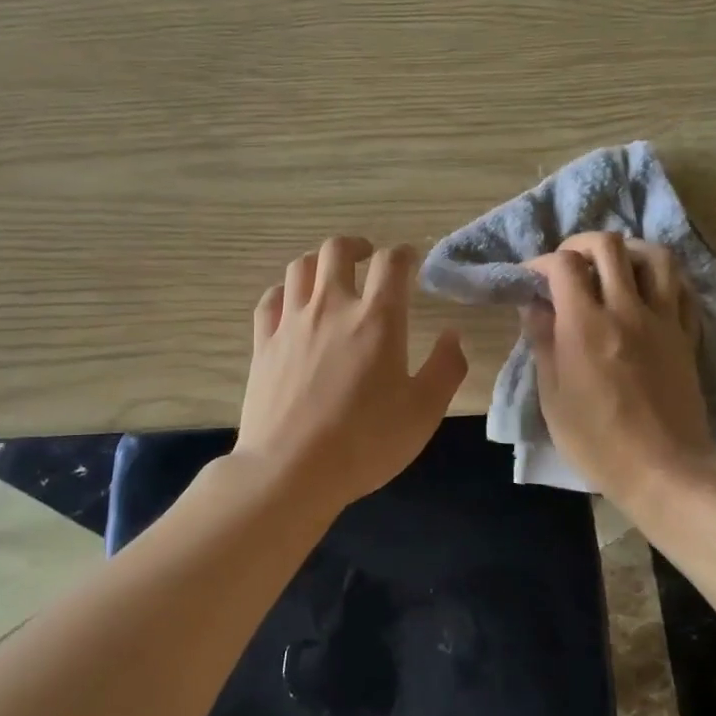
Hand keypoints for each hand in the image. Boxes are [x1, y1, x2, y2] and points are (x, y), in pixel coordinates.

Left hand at [236, 237, 467, 511]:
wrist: (291, 469)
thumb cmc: (366, 441)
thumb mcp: (424, 411)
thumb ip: (445, 368)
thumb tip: (452, 335)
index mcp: (376, 319)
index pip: (392, 263)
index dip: (404, 254)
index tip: (410, 261)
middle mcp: (331, 307)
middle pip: (337, 250)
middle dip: (356, 246)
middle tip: (367, 258)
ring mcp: (291, 322)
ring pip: (300, 267)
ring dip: (319, 263)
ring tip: (329, 276)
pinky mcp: (263, 343)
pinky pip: (270, 300)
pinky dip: (283, 292)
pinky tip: (291, 304)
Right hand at [524, 232, 715, 510]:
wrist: (665, 470)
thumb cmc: (597, 440)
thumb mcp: (552, 397)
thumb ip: (543, 342)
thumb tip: (534, 306)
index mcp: (586, 325)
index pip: (564, 265)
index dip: (541, 262)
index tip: (531, 278)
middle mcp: (627, 310)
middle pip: (609, 246)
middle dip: (581, 244)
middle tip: (568, 264)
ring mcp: (663, 321)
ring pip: (655, 256)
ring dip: (628, 251)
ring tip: (613, 267)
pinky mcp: (687, 336)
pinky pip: (682, 289)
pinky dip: (662, 279)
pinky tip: (648, 291)